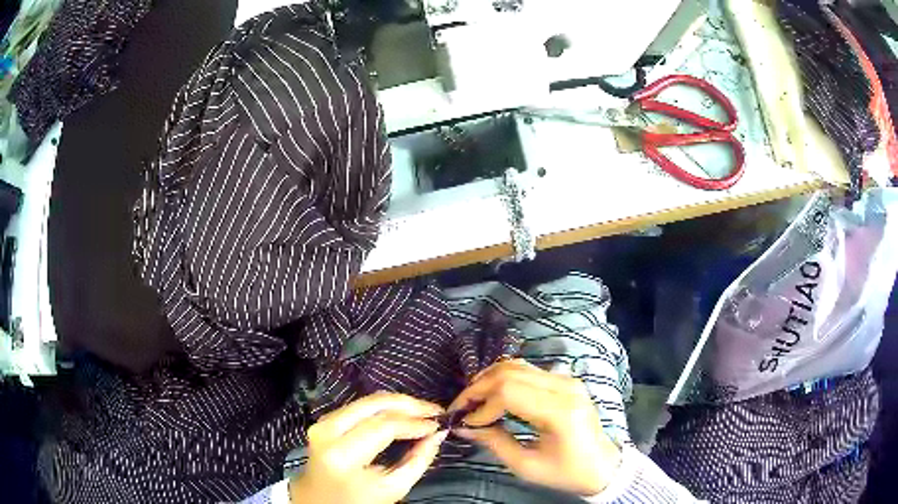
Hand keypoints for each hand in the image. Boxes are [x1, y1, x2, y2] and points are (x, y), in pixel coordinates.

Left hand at [290, 392, 448, 503]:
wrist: (318, 500)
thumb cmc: (357, 500)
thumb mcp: (392, 489)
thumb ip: (418, 460)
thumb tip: (438, 433)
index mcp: (343, 454)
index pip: (384, 426)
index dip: (415, 422)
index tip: (439, 424)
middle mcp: (328, 430)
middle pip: (374, 404)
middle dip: (409, 404)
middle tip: (435, 410)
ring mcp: (323, 422)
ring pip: (366, 400)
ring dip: (398, 403)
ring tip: (423, 411)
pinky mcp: (324, 420)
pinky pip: (359, 406)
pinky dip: (383, 407)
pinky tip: (401, 413)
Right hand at [450, 359, 622, 495]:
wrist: (602, 466)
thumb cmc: (565, 472)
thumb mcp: (526, 466)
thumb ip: (494, 442)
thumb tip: (463, 427)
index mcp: (560, 411)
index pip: (509, 392)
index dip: (481, 405)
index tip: (465, 423)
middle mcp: (565, 387)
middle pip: (510, 373)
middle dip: (479, 388)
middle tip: (461, 408)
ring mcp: (567, 380)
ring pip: (517, 365)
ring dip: (489, 380)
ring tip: (473, 401)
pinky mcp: (565, 380)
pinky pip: (528, 370)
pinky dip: (504, 379)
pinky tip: (493, 395)